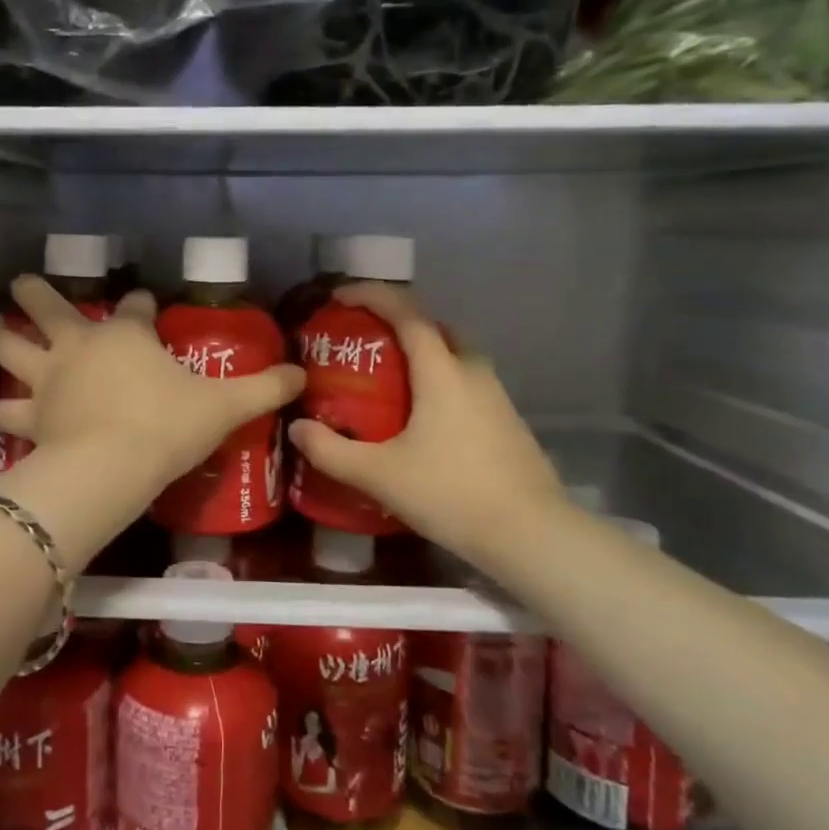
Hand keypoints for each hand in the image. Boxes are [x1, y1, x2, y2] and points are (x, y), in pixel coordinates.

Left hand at [0, 277, 305, 490]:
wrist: (114, 465)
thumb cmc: (167, 426)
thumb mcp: (224, 406)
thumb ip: (262, 388)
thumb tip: (301, 374)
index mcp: (125, 335)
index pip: (134, 308)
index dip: (138, 303)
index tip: (142, 302)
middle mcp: (79, 346)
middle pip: (49, 306)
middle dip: (36, 293)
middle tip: (22, 284)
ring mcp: (49, 378)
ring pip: (11, 346)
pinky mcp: (30, 415)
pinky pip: (4, 410)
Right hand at [287, 283, 567, 562]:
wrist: (531, 535)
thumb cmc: (451, 493)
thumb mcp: (379, 475)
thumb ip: (331, 451)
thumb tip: (297, 428)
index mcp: (441, 371)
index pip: (406, 311)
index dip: (371, 294)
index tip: (339, 296)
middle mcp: (472, 371)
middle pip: (434, 327)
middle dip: (397, 322)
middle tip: (364, 342)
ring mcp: (496, 396)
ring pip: (454, 355)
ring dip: (421, 354)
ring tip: (387, 381)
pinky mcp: (506, 421)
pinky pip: (465, 383)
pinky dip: (439, 381)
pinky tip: (420, 419)